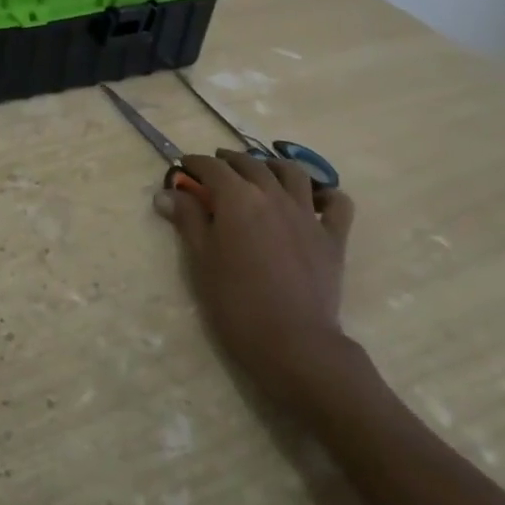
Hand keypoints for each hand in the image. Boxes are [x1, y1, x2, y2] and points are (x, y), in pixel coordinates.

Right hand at [155, 149, 360, 408]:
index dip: (195, 164)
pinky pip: (338, 203)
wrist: (293, 343)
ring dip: (273, 166)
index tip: (183, 168)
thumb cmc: (236, 302)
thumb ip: (187, 220)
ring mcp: (307, 214)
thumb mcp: (202, 260)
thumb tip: (166, 193)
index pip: (212, 167)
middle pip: (250, 164)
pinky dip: (326, 194)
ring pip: (293, 173)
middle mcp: (273, 195)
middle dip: (229, 161)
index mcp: (237, 198)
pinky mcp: (333, 237)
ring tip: (262, 171)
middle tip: (215, 168)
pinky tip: (315, 199)